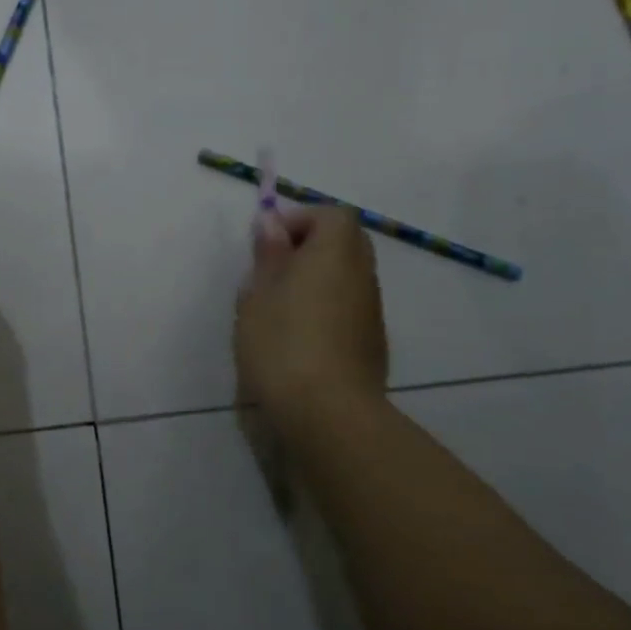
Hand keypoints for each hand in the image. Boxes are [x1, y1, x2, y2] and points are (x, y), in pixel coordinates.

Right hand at [235, 206, 390, 444]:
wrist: (327, 414)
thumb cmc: (283, 344)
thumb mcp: (258, 294)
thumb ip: (268, 254)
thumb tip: (272, 223)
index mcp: (334, 253)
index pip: (332, 215)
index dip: (300, 220)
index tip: (269, 244)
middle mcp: (362, 275)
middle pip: (345, 243)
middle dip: (310, 247)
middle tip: (273, 273)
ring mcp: (371, 311)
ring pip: (347, 277)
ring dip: (318, 280)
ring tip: (279, 309)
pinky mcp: (372, 344)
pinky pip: (349, 307)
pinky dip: (327, 308)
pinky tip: (299, 339)